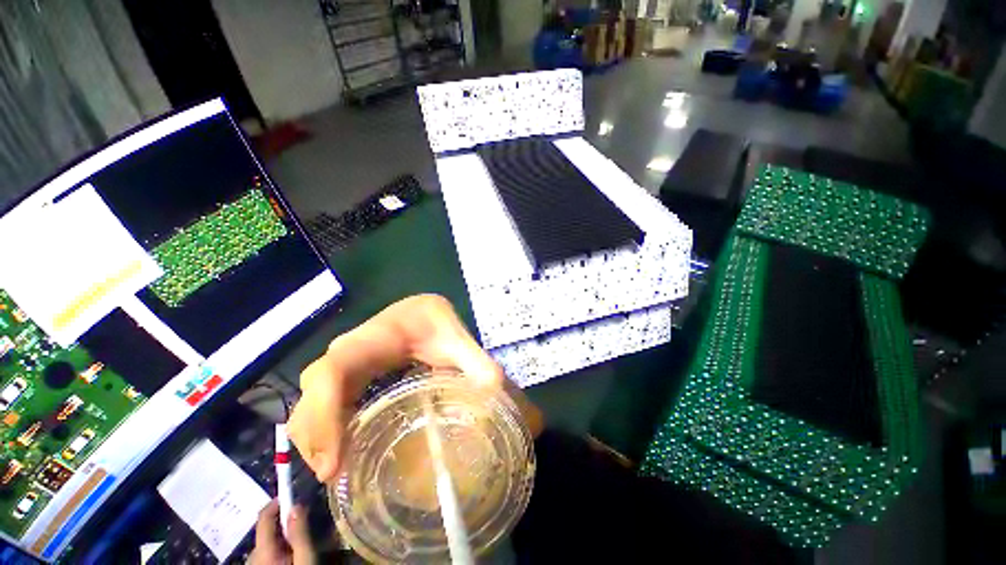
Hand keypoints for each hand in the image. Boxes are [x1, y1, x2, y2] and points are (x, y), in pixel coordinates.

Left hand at [248, 500, 314, 564]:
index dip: (278, 501)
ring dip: (282, 535)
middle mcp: (251, 554)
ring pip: (267, 540)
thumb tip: (296, 505)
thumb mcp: (304, 557)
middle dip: (285, 522)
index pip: (264, 516)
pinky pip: (265, 550)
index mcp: (261, 549)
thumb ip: (299, 534)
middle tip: (304, 521)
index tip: (293, 492)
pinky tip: (289, 553)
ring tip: (298, 540)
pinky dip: (277, 546)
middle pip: (267, 529)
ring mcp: (252, 561)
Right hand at [288, 294, 542, 482]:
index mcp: (375, 338)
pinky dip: (325, 428)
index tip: (334, 462)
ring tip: (337, 472)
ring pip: (312, 399)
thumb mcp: (456, 336)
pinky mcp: (349, 373)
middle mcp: (350, 350)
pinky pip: (325, 401)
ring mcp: (345, 362)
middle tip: (337, 476)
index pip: (334, 371)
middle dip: (316, 435)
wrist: (419, 310)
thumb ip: (476, 361)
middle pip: (314, 392)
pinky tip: (342, 449)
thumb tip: (495, 394)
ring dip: (316, 437)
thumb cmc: (435, 320)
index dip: (325, 414)